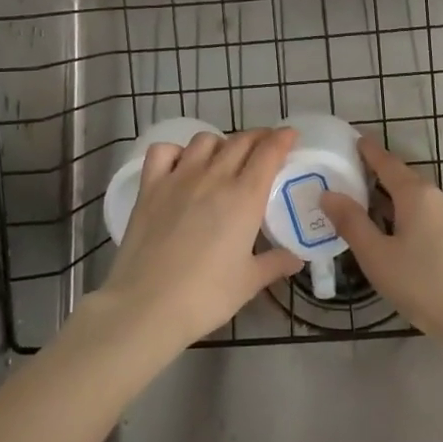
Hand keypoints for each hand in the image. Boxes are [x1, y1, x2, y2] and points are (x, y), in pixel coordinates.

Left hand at [91, 128, 301, 349]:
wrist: (147, 305)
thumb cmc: (206, 296)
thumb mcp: (249, 282)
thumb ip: (275, 264)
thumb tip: (295, 259)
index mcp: (245, 197)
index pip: (268, 152)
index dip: (283, 138)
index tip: (291, 136)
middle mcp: (214, 177)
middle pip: (240, 141)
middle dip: (258, 138)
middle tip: (266, 147)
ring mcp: (179, 178)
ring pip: (205, 141)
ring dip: (221, 143)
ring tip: (225, 158)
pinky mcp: (150, 186)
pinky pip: (163, 151)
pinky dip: (176, 151)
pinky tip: (181, 166)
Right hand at [319, 136, 442, 342]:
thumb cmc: (425, 285)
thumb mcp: (377, 257)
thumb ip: (351, 223)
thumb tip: (329, 194)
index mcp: (418, 195)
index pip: (388, 163)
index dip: (370, 152)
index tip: (357, 140)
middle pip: (408, 182)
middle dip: (385, 182)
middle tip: (360, 187)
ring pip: (426, 204)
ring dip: (404, 206)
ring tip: (383, 220)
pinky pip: (440, 221)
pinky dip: (422, 223)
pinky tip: (415, 245)